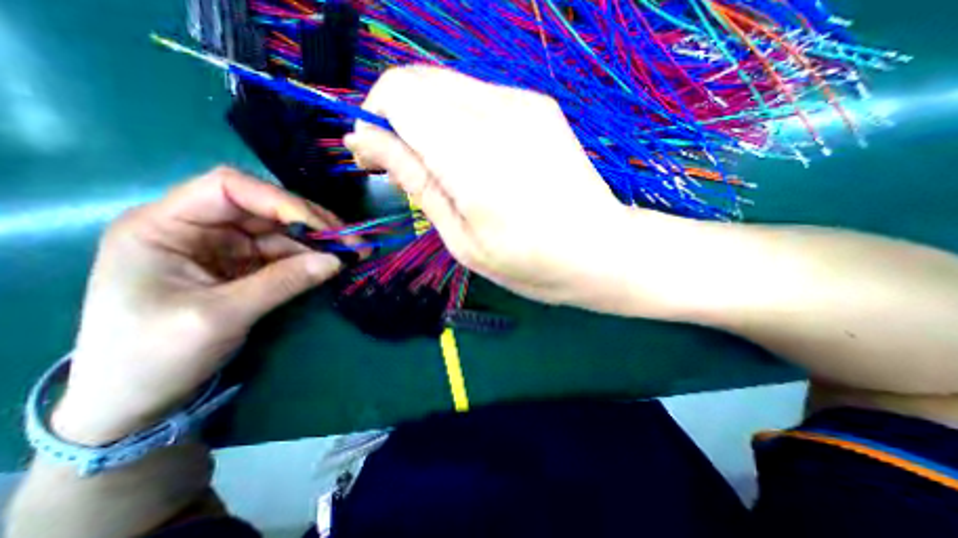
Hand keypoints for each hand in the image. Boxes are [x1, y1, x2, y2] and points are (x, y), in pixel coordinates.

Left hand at [52, 167, 344, 444]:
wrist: (136, 398)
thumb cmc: (154, 356)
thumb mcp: (221, 317)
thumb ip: (283, 283)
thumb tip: (337, 261)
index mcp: (167, 226)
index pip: (230, 188)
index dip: (281, 201)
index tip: (324, 228)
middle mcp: (200, 227)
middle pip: (267, 207)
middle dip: (314, 223)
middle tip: (353, 242)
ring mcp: (226, 246)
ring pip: (284, 230)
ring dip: (321, 241)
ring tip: (355, 253)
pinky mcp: (246, 265)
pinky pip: (288, 252)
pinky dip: (314, 257)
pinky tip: (335, 264)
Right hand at [345, 64, 658, 310]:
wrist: (600, 250)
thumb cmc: (530, 262)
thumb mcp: (463, 240)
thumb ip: (417, 183)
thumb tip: (370, 142)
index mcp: (474, 156)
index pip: (398, 95)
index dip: (373, 121)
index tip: (372, 159)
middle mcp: (498, 113)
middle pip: (418, 81)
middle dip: (395, 118)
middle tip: (402, 166)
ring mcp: (523, 104)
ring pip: (445, 86)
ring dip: (425, 120)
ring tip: (439, 167)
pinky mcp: (538, 106)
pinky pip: (476, 97)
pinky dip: (456, 120)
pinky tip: (472, 159)